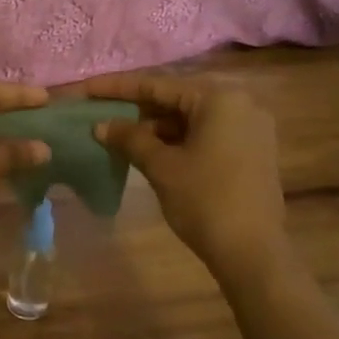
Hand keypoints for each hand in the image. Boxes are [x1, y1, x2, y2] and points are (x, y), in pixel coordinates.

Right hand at [85, 72, 289, 281]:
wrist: (252, 252)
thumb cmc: (205, 200)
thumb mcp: (161, 166)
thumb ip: (129, 139)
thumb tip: (100, 125)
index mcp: (219, 99)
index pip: (158, 86)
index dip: (117, 88)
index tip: (86, 89)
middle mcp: (240, 105)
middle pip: (176, 100)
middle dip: (136, 109)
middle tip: (99, 113)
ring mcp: (249, 129)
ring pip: (190, 119)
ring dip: (155, 127)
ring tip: (118, 136)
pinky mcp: (251, 152)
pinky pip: (205, 135)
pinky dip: (176, 141)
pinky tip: (148, 151)